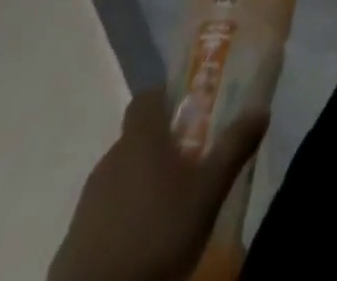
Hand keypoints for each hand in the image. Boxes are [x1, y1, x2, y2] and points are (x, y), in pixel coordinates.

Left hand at [48, 91, 267, 280]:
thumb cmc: (158, 235)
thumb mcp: (208, 191)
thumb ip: (234, 146)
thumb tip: (261, 108)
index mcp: (140, 139)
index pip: (147, 97)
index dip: (167, 97)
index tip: (191, 110)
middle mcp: (110, 159)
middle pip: (137, 137)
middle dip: (162, 145)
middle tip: (192, 163)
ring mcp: (88, 201)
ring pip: (122, 175)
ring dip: (143, 182)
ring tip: (171, 206)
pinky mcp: (74, 240)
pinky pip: (105, 213)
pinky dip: (124, 216)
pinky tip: (144, 240)